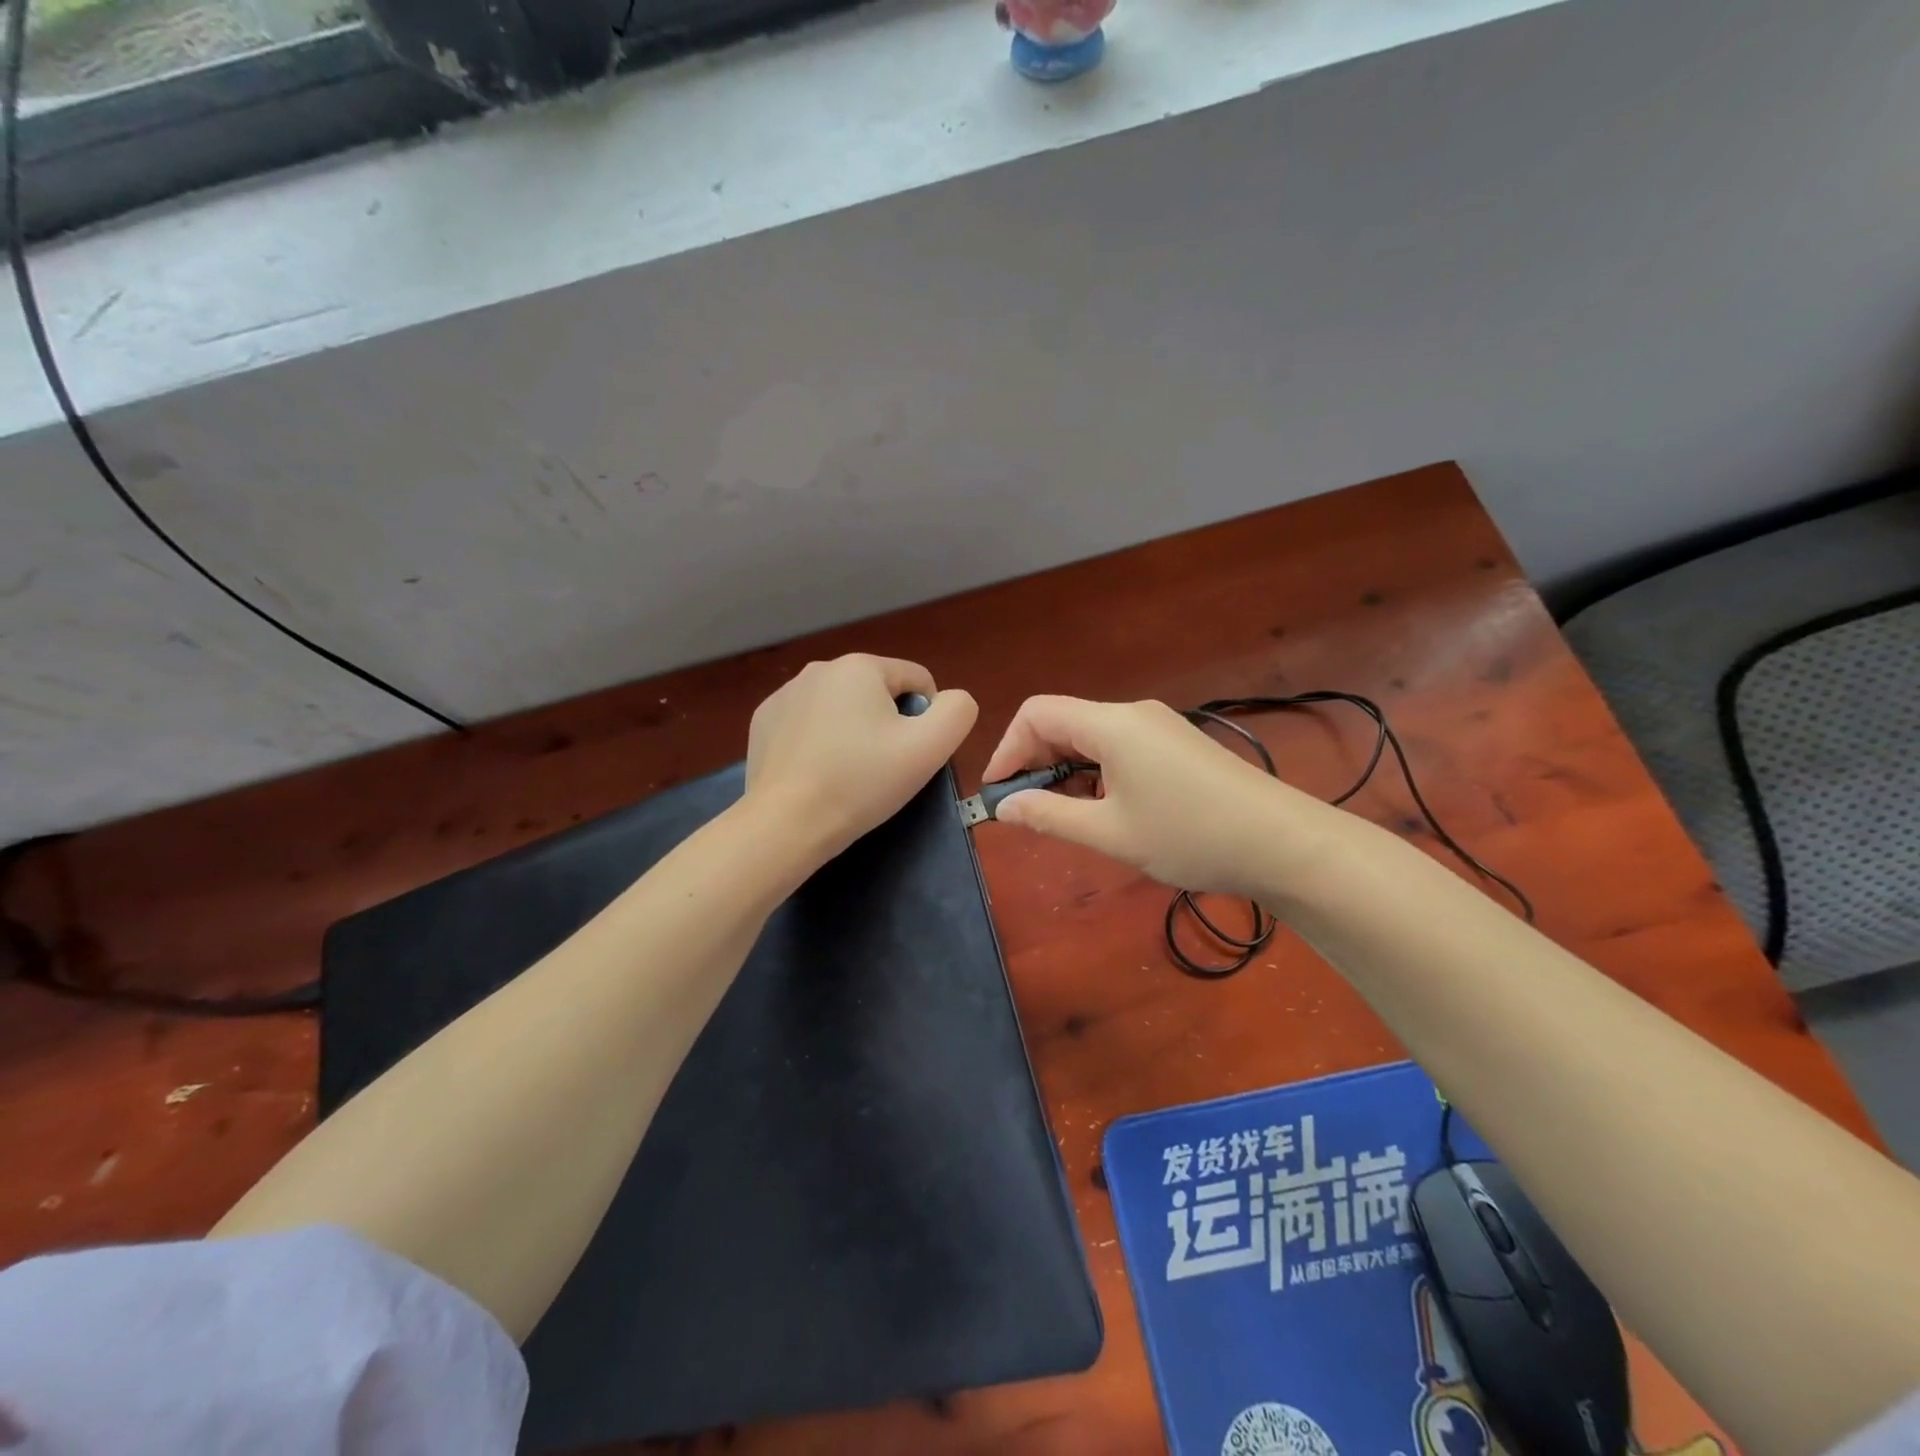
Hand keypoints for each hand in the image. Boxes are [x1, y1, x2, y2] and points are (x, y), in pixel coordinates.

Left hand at [746, 654, 977, 862]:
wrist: (787, 823)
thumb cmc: (862, 782)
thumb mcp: (930, 747)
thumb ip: (958, 711)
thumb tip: (951, 700)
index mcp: (861, 666)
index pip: (917, 680)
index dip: (927, 718)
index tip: (912, 755)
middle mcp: (820, 668)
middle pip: (878, 693)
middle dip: (887, 724)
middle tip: (882, 768)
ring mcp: (785, 694)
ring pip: (842, 708)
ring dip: (853, 732)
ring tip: (848, 774)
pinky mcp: (763, 721)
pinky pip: (809, 723)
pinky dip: (819, 742)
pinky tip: (816, 773)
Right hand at [981, 696, 1329, 898]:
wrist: (1282, 842)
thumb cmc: (1189, 835)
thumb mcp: (1110, 833)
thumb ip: (1049, 816)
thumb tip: (1005, 808)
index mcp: (1111, 724)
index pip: (1037, 713)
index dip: (1008, 749)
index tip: (998, 793)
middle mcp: (1132, 714)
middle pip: (1063, 721)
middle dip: (1035, 761)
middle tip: (1027, 810)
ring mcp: (1159, 727)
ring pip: (1091, 736)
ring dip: (1066, 770)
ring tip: (1065, 816)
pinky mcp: (1177, 744)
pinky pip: (1119, 747)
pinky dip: (1096, 771)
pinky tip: (1105, 807)